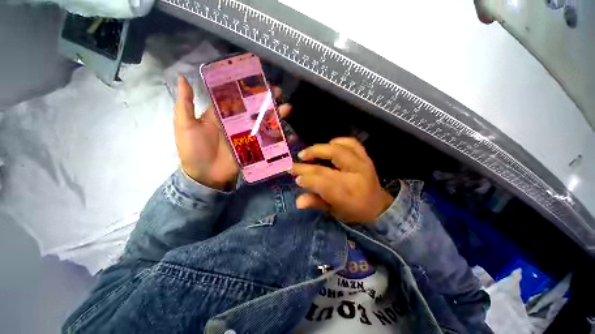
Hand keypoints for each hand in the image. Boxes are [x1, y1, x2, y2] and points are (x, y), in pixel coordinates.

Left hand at [174, 75, 290, 189]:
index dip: (246, 88)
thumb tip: (182, 77)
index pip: (236, 98)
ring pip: (263, 123)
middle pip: (253, 109)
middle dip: (266, 100)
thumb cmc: (193, 150)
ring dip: (275, 116)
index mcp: (221, 115)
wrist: (204, 176)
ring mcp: (247, 136)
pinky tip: (287, 133)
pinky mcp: (253, 148)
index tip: (258, 80)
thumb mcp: (185, 125)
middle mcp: (236, 123)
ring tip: (287, 108)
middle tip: (278, 92)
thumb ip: (186, 103)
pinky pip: (267, 141)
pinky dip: (277, 137)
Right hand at [291, 137, 393, 222]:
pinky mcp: (366, 158)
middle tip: (293, 165)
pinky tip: (329, 144)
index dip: (307, 180)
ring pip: (338, 151)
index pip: (322, 184)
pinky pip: (353, 143)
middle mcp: (354, 178)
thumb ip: (317, 203)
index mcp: (347, 196)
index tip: (296, 178)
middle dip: (306, 167)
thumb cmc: (354, 211)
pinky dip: (339, 141)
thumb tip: (298, 201)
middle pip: (325, 169)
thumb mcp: (335, 211)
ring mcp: (361, 165)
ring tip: (305, 153)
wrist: (379, 206)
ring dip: (318, 150)